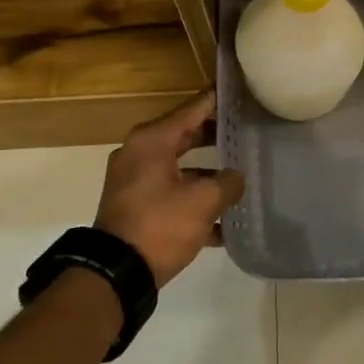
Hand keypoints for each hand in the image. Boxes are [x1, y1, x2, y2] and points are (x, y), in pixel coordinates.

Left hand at [95, 89, 245, 287]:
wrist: (117, 272)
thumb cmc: (160, 224)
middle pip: (185, 136)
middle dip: (215, 137)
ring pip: (180, 168)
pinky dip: (193, 201)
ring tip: (241, 177)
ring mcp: (135, 182)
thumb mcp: (203, 201)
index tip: (237, 92)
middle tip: (246, 131)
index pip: (192, 110)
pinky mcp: (136, 207)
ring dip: (208, 174)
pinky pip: (171, 194)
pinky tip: (224, 223)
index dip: (215, 101)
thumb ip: (227, 183)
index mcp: (152, 141)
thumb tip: (236, 177)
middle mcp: (140, 154)